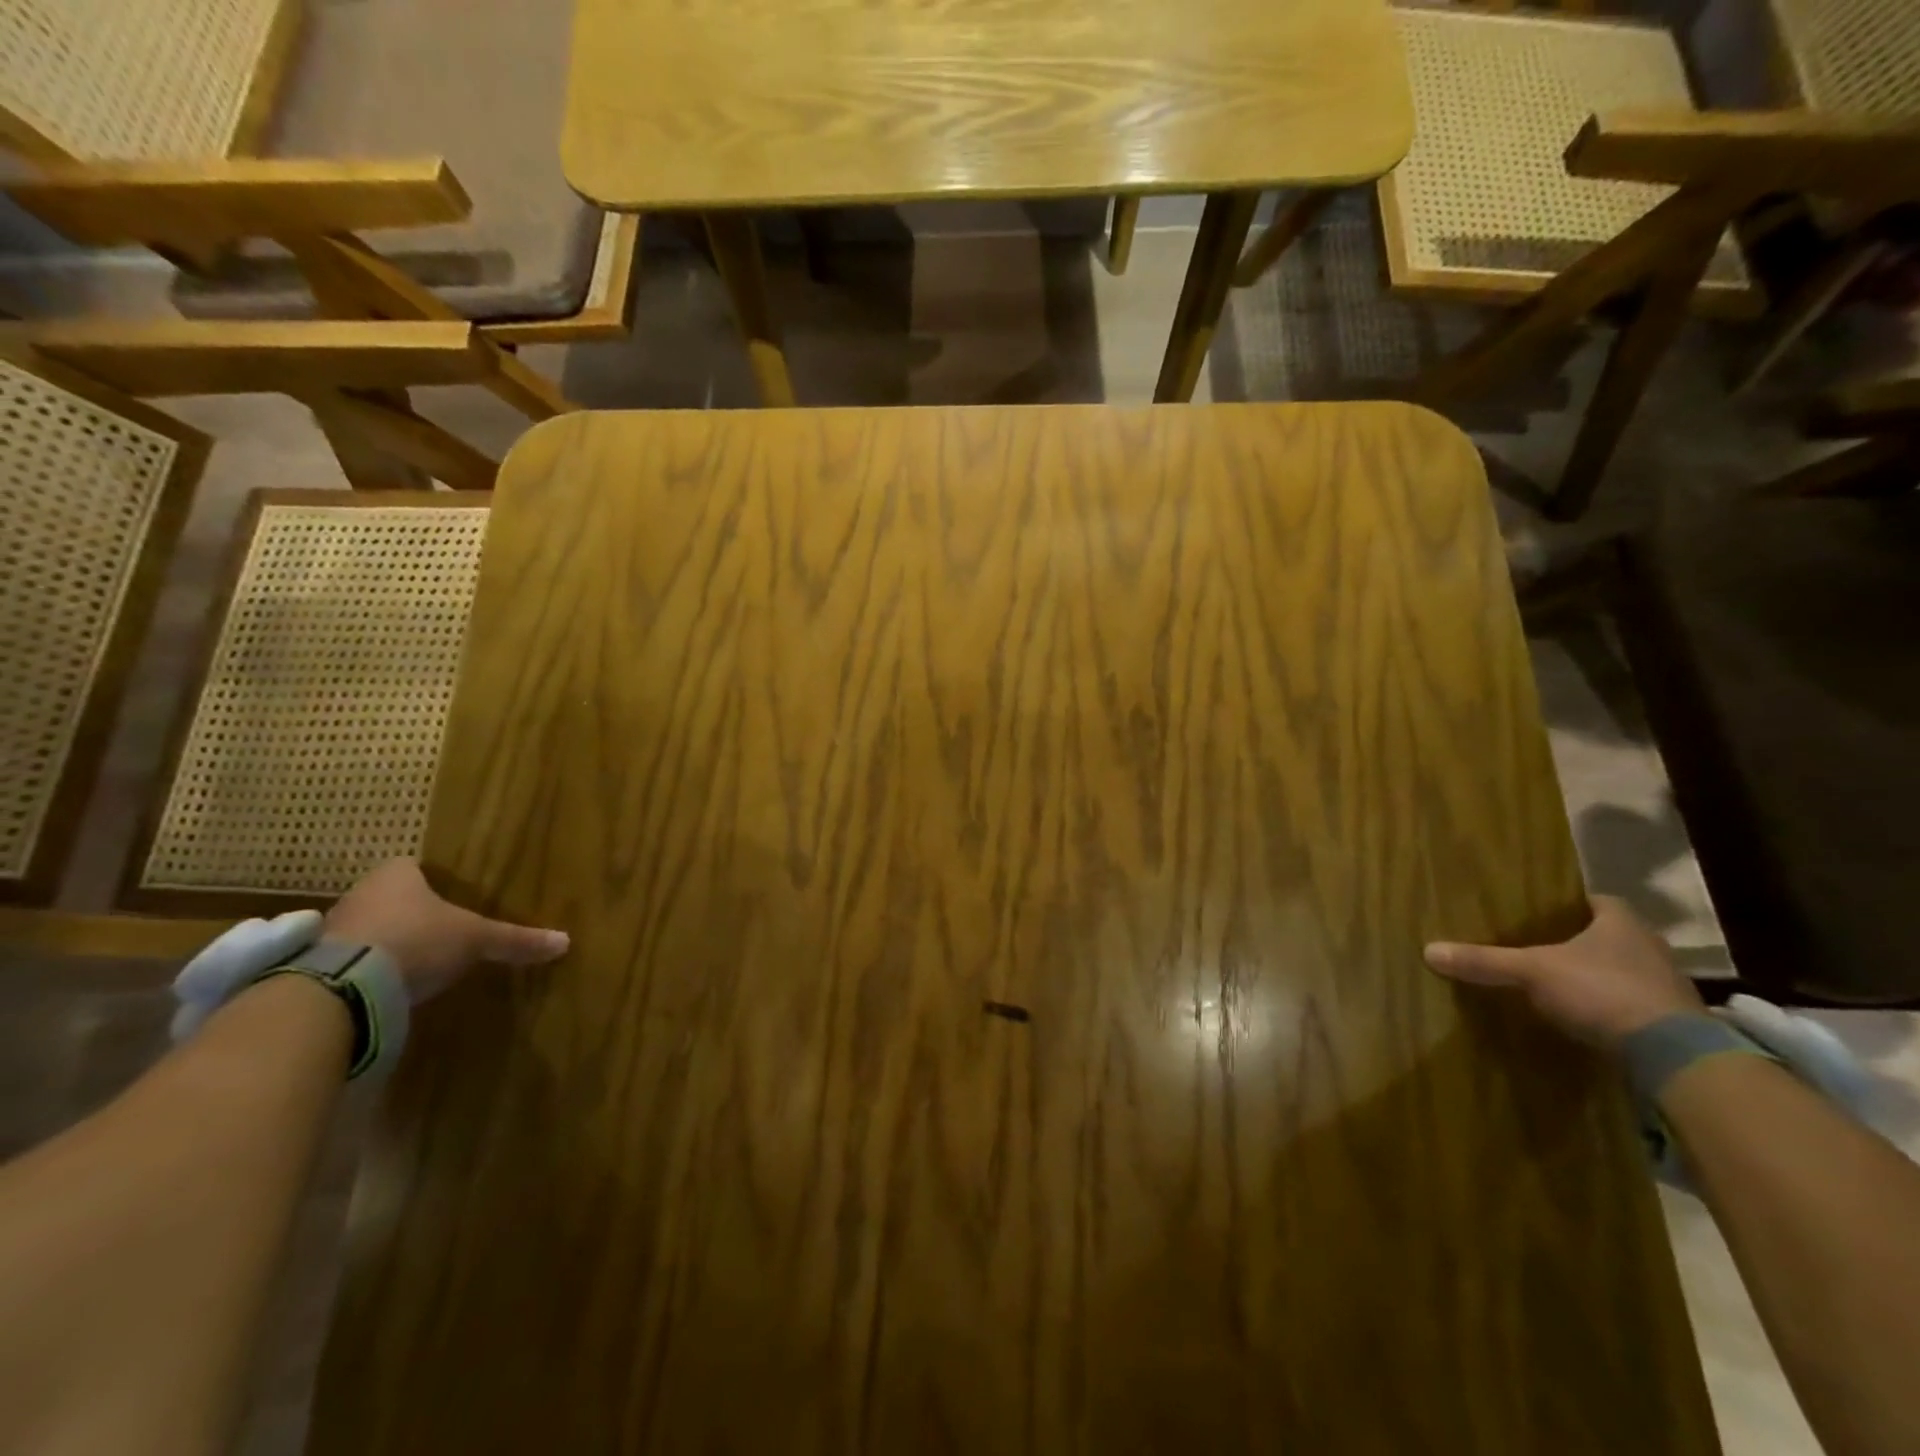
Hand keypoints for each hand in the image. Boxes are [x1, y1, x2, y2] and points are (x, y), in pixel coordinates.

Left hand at [323, 858, 568, 1002]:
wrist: (343, 986)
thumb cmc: (417, 940)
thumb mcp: (476, 940)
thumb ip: (516, 940)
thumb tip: (565, 941)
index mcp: (396, 875)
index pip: (412, 867)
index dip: (430, 881)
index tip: (448, 898)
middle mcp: (359, 893)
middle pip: (388, 898)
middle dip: (409, 913)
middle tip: (436, 930)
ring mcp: (330, 929)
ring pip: (365, 928)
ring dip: (383, 942)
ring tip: (412, 963)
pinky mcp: (311, 966)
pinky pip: (346, 961)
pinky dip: (364, 970)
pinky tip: (384, 987)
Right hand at [1423, 896, 1702, 1047]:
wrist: (1674, 1055)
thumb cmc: (1602, 991)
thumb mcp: (1532, 972)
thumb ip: (1485, 962)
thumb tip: (1428, 950)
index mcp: (1622, 922)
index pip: (1594, 900)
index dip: (1566, 904)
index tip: (1537, 911)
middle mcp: (1649, 946)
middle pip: (1606, 935)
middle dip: (1576, 941)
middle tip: (1537, 945)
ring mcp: (1666, 985)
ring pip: (1620, 969)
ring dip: (1595, 975)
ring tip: (1554, 981)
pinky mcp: (1672, 1021)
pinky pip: (1630, 1003)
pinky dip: (1607, 1006)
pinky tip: (1582, 1015)